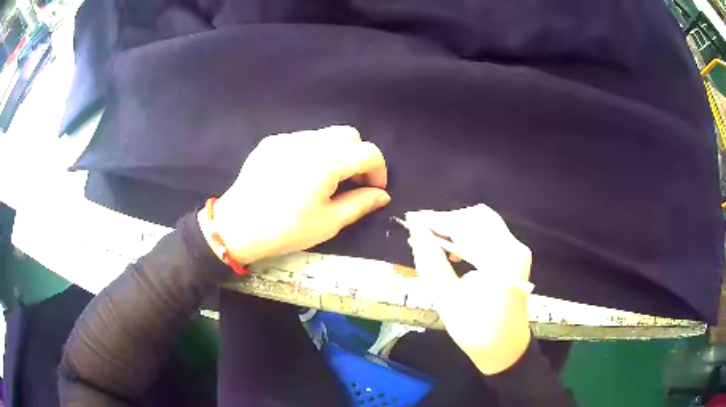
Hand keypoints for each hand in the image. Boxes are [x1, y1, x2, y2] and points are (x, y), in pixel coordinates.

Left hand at [199, 125, 390, 263]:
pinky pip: (302, 140)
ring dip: (336, 153)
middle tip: (351, 183)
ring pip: (325, 134)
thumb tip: (382, 195)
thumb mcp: (328, 223)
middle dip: (358, 156)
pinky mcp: (270, 142)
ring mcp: (286, 139)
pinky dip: (313, 152)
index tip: (373, 190)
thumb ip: (360, 204)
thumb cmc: (285, 230)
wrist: (236, 228)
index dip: (378, 170)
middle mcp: (308, 142)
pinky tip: (300, 175)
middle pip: (349, 135)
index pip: (368, 152)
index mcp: (326, 162)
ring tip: (326, 180)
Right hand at [405, 204, 531, 374]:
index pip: (465, 226)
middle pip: (477, 217)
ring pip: (483, 222)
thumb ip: (431, 261)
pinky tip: (453, 249)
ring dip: (456, 227)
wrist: (505, 349)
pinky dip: (469, 235)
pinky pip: (490, 233)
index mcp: (500, 261)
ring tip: (433, 241)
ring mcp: (517, 250)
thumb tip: (416, 232)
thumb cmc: (476, 331)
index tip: (411, 220)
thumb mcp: (447, 299)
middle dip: (446, 221)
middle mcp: (514, 248)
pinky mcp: (515, 255)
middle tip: (420, 232)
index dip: (435, 220)